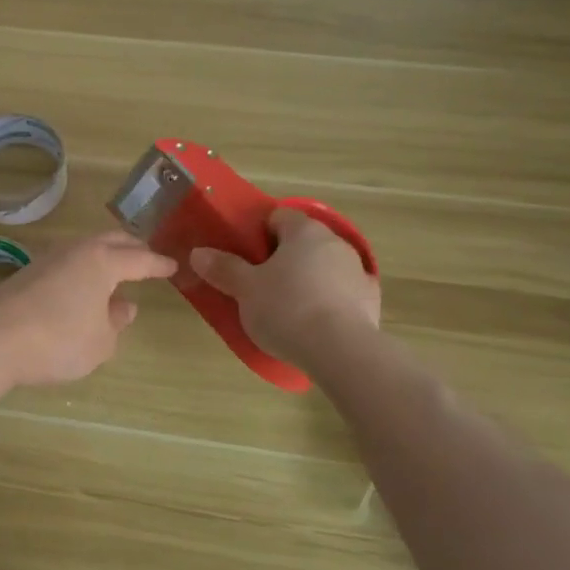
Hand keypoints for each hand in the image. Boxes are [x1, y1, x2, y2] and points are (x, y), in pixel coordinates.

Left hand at [0, 231, 176, 387]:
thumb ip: (116, 322)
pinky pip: (67, 263)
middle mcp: (76, 250)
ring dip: (105, 256)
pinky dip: (83, 269)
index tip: (173, 266)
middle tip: (146, 259)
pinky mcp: (27, 273)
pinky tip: (82, 288)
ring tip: (116, 272)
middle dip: (132, 248)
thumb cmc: (58, 340)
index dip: (158, 264)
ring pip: (86, 249)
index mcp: (102, 261)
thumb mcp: (100, 342)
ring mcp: (48, 258)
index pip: (140, 259)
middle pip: (111, 241)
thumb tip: (123, 306)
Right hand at [191, 208, 380, 367]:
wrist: (341, 352)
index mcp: (305, 231)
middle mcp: (335, 242)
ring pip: (323, 267)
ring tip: (285, 309)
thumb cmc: (287, 309)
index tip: (244, 256)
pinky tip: (312, 325)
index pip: (278, 217)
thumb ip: (223, 268)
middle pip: (302, 242)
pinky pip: (340, 294)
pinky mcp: (371, 301)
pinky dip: (327, 302)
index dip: (257, 233)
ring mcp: (358, 271)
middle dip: (282, 258)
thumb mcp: (245, 289)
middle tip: (259, 284)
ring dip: (307, 280)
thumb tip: (198, 253)